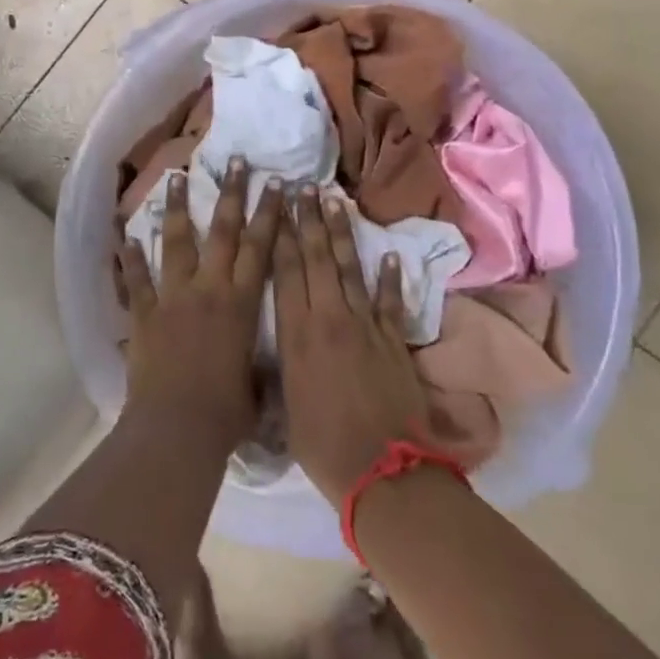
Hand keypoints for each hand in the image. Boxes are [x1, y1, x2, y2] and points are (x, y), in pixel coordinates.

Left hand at [115, 157, 282, 448]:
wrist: (178, 428)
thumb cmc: (227, 412)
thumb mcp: (258, 384)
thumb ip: (263, 364)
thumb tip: (276, 363)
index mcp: (241, 303)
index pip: (260, 247)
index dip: (270, 213)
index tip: (277, 183)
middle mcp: (208, 289)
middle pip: (223, 231)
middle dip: (231, 193)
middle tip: (236, 160)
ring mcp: (173, 297)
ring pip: (176, 242)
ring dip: (176, 208)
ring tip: (176, 176)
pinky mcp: (144, 313)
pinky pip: (136, 280)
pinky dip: (130, 258)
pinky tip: (125, 235)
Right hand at [273, 186, 431, 507]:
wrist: (383, 472)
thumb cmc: (322, 445)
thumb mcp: (283, 406)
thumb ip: (278, 369)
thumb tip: (266, 353)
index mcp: (297, 334)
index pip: (286, 271)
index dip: (282, 234)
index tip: (278, 203)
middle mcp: (329, 318)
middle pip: (317, 258)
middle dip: (309, 219)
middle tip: (304, 186)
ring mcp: (365, 326)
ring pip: (350, 269)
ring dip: (342, 233)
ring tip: (335, 201)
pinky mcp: (394, 341)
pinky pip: (391, 302)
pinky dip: (391, 278)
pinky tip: (391, 255)